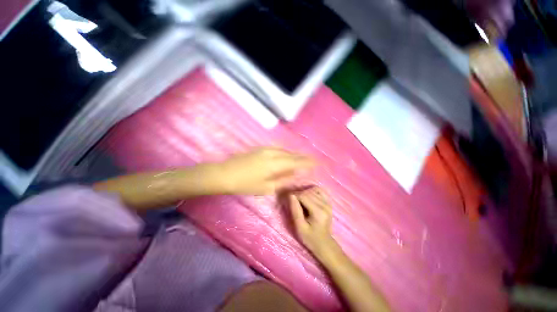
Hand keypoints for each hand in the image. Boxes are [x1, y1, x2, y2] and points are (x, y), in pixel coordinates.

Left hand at [217, 147, 313, 194]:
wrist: (224, 173)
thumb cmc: (245, 184)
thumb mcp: (266, 187)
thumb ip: (282, 180)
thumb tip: (295, 174)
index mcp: (275, 163)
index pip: (296, 161)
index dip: (307, 162)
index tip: (317, 163)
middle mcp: (273, 152)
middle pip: (291, 154)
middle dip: (302, 157)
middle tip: (312, 160)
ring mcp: (266, 149)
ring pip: (285, 150)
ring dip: (294, 154)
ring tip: (301, 159)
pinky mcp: (260, 149)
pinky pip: (278, 149)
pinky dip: (285, 153)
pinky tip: (286, 156)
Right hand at [289, 187, 339, 263]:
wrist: (324, 244)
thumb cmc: (310, 238)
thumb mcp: (300, 227)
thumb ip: (295, 210)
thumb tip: (291, 195)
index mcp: (318, 212)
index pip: (303, 196)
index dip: (294, 196)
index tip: (288, 200)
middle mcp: (325, 205)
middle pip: (308, 192)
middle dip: (298, 194)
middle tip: (293, 202)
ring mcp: (328, 203)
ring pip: (313, 190)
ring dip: (305, 192)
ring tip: (300, 200)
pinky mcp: (328, 202)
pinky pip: (319, 190)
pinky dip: (312, 191)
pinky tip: (308, 197)